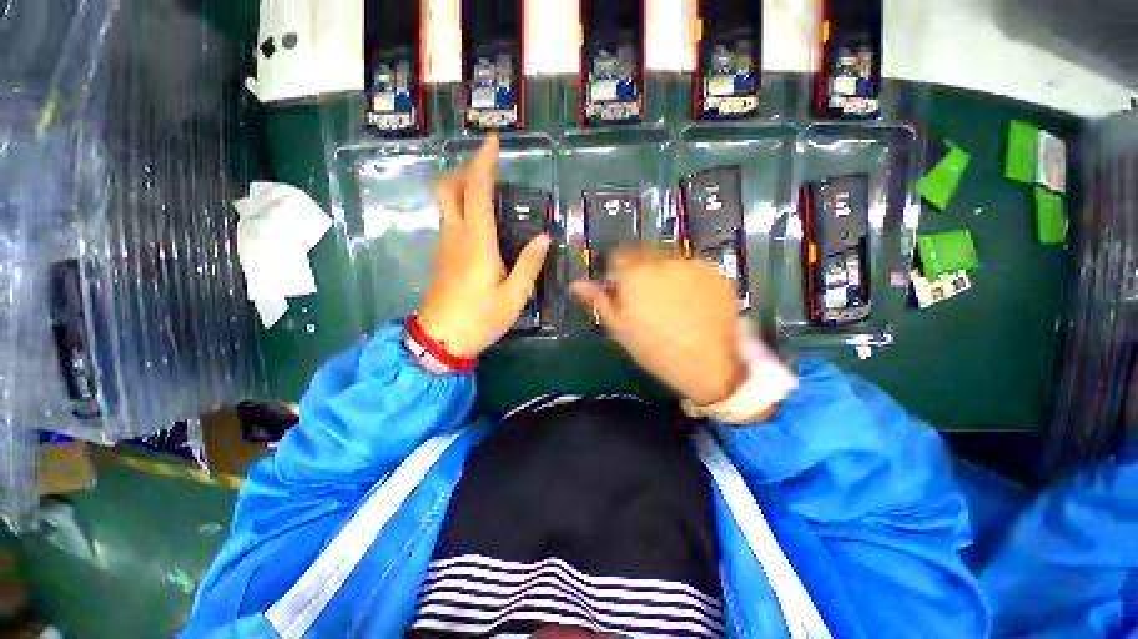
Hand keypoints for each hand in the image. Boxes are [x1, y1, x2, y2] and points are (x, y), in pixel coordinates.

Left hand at [417, 135, 551, 358]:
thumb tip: (543, 237)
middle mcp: (456, 236)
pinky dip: (462, 206)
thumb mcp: (514, 296)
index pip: (476, 191)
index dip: (484, 162)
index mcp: (477, 243)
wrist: (440, 340)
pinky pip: (449, 219)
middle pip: (448, 188)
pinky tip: (480, 219)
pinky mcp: (442, 255)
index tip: (493, 141)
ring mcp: (445, 245)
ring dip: (463, 186)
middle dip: (466, 169)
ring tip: (489, 189)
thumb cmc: (480, 318)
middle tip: (489, 168)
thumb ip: (529, 264)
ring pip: (446, 202)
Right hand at [571, 247, 744, 405]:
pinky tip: (693, 302)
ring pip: (669, 261)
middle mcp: (663, 260)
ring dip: (664, 273)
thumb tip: (576, 284)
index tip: (621, 288)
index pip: (618, 255)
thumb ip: (599, 301)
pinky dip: (688, 279)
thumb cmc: (655, 349)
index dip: (617, 271)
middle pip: (644, 254)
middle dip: (640, 270)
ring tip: (673, 302)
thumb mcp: (620, 329)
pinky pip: (692, 269)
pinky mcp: (715, 272)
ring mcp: (692, 264)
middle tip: (647, 297)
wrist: (710, 364)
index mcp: (635, 274)